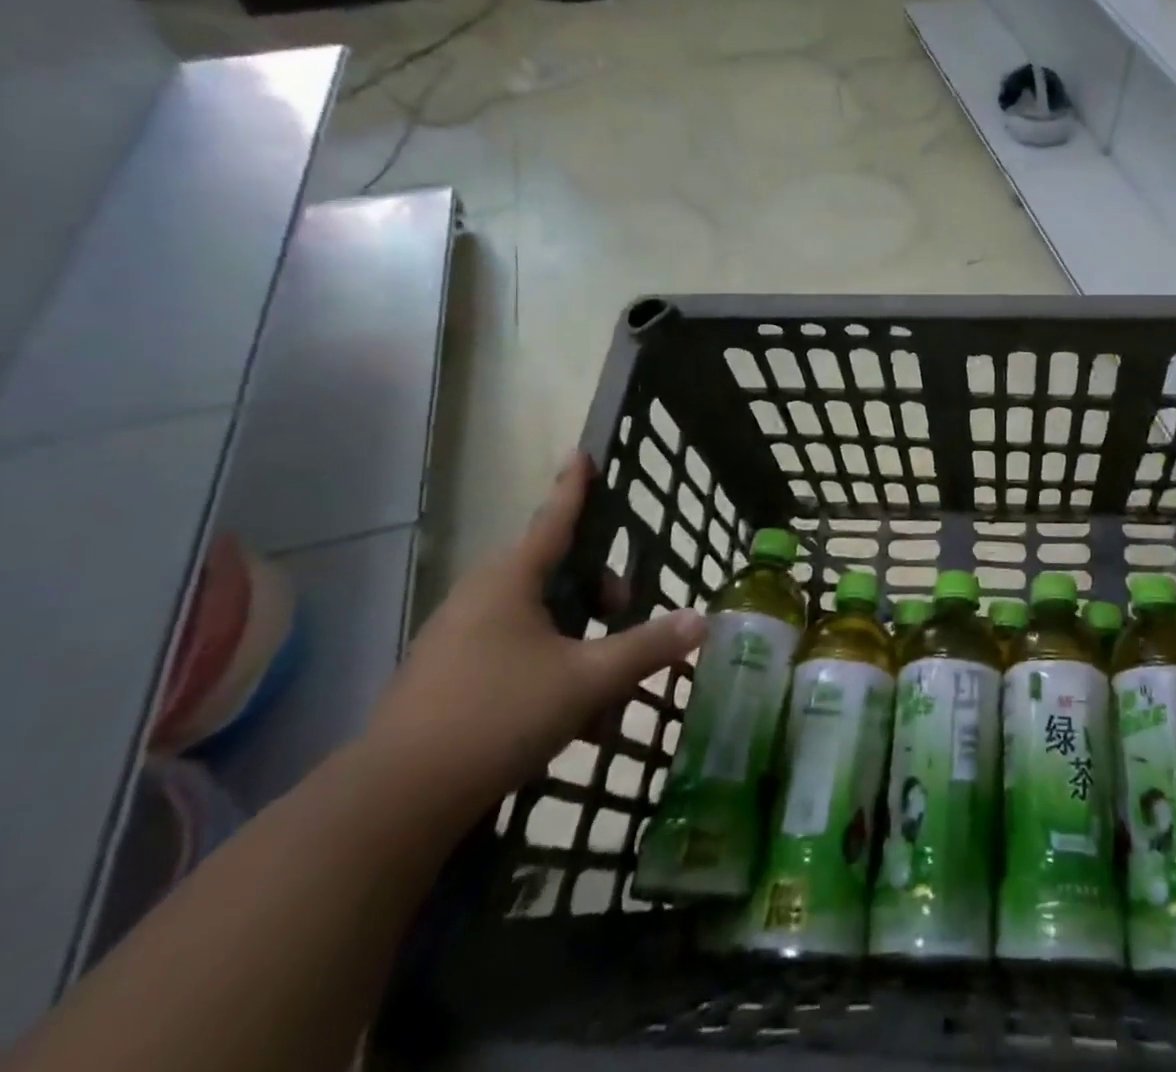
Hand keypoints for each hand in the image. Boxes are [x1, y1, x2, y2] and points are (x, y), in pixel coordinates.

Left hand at [366, 454, 704, 824]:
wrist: (394, 803)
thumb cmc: (498, 716)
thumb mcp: (588, 680)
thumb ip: (648, 647)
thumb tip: (701, 620)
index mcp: (511, 581)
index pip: (554, 519)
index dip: (574, 487)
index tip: (582, 453)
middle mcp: (481, 599)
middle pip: (554, 572)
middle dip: (598, 589)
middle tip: (625, 612)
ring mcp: (458, 640)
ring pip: (538, 619)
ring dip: (579, 638)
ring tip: (606, 686)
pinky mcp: (447, 679)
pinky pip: (515, 652)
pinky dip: (552, 668)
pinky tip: (573, 719)